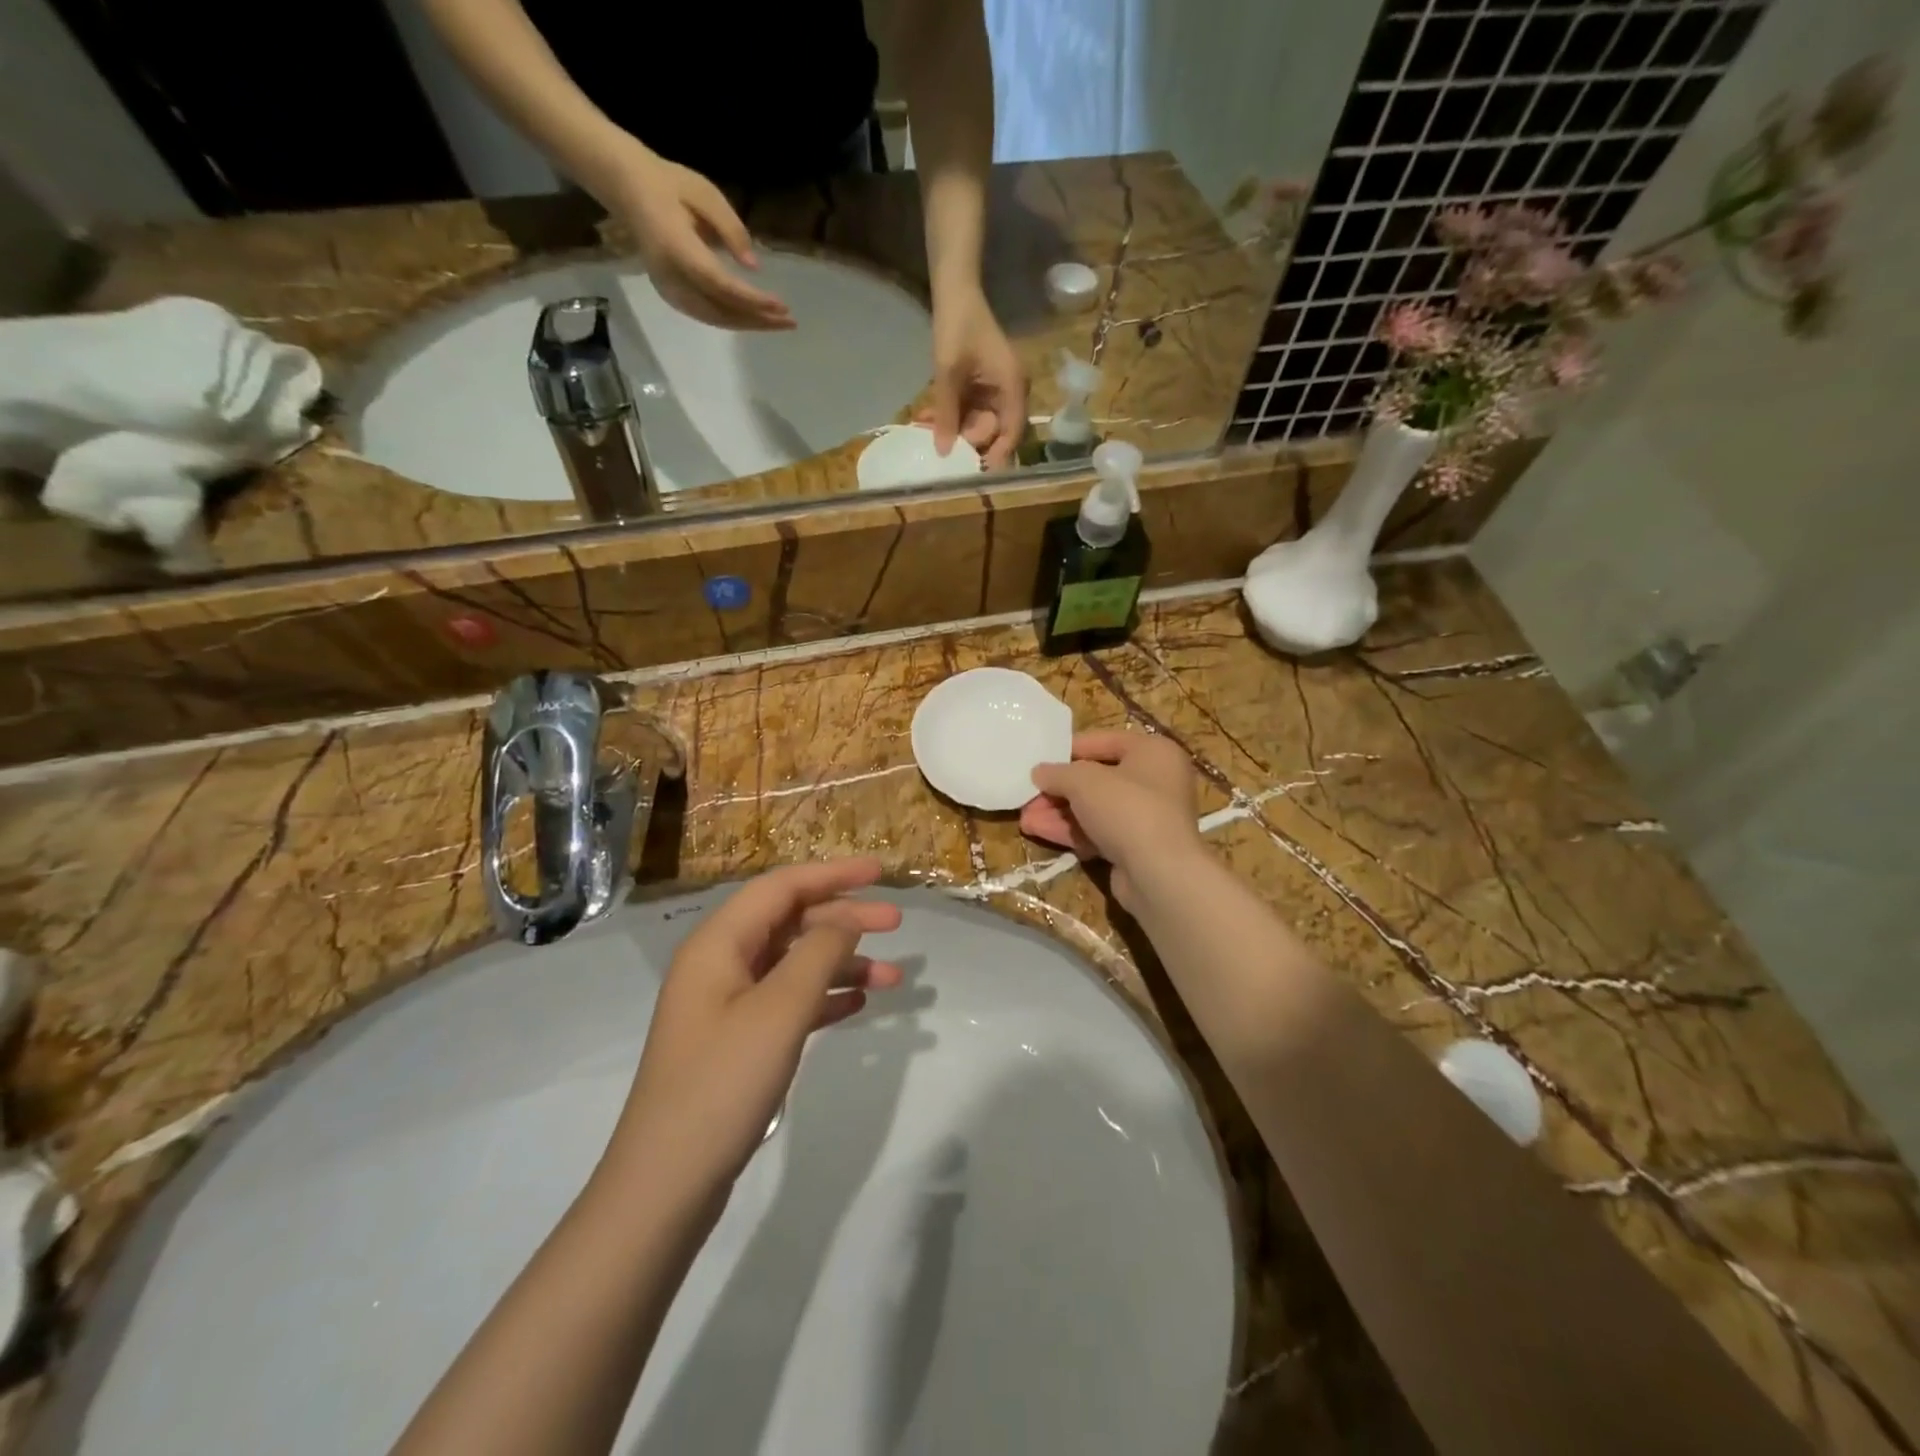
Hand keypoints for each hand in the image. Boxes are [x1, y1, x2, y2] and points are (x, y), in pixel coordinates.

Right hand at [595, 140, 793, 330]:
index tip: (781, 306)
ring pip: (715, 319)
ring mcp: (668, 290)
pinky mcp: (671, 295)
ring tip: (778, 323)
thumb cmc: (669, 185)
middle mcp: (671, 277)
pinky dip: (734, 320)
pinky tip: (755, 318)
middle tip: (790, 321)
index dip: (752, 300)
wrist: (627, 188)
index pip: (720, 285)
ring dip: (748, 324)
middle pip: (720, 311)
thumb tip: (754, 267)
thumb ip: (731, 229)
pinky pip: (707, 315)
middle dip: (757, 319)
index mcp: (676, 248)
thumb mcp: (705, 194)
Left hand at [604, 859, 901, 1194]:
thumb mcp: (779, 1011)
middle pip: (790, 921)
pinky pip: (788, 1000)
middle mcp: (720, 964)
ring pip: (793, 963)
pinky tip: (856, 1003)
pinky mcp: (736, 1040)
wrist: (666, 1184)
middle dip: (844, 918)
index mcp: (719, 944)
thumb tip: (847, 917)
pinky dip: (823, 996)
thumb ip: (818, 953)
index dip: (833, 874)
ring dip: (841, 962)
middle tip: (897, 924)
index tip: (881, 873)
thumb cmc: (722, 1084)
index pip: (782, 887)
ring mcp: (727, 1004)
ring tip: (892, 978)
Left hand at [917, 287, 1027, 467]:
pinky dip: (950, 415)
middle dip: (965, 439)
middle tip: (937, 444)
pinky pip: (968, 410)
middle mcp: (1009, 392)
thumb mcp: (949, 373)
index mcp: (1012, 387)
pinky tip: (927, 418)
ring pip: (977, 423)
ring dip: (952, 428)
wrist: (954, 291)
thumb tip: (944, 452)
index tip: (976, 472)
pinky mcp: (980, 387)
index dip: (997, 454)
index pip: (1012, 431)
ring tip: (924, 428)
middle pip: (993, 431)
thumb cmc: (957, 326)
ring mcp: (994, 390)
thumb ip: (947, 414)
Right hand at [1022, 730, 1202, 910]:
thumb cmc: (1127, 808)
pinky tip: (1038, 831)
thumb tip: (1039, 772)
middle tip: (1028, 794)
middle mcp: (1156, 781)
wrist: (1159, 873)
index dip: (1070, 749)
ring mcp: (1147, 817)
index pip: (1106, 741)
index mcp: (1154, 752)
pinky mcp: (1136, 848)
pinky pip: (1099, 832)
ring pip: (1095, 809)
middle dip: (1059, 789)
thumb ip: (1057, 772)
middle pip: (1097, 779)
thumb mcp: (1083, 780)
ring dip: (1058, 812)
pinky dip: (1071, 831)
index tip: (1041, 758)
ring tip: (1025, 817)